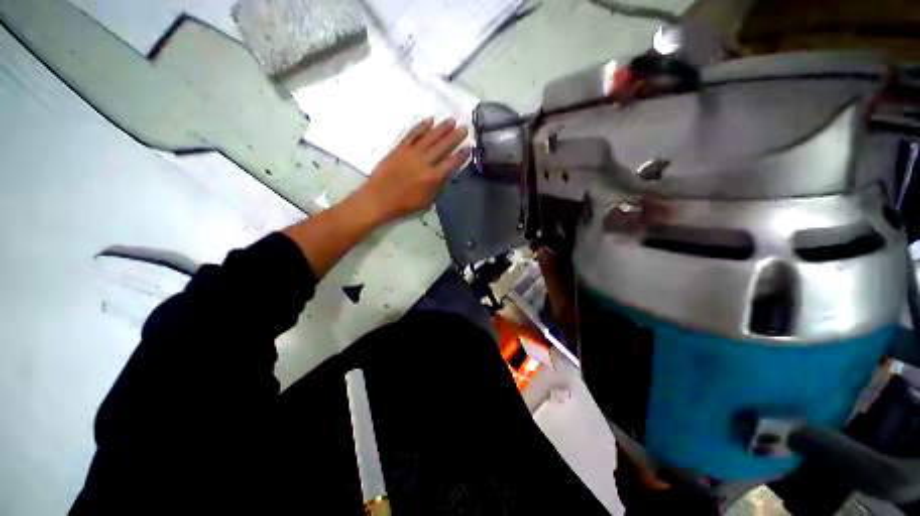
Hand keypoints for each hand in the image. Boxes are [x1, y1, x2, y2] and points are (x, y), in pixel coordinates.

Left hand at [359, 117, 470, 223]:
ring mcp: (411, 153)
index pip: (451, 163)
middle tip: (464, 128)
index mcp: (433, 177)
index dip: (462, 155)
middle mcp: (425, 162)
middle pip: (443, 146)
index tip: (469, 147)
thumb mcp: (427, 200)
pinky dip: (421, 127)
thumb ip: (438, 186)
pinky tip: (429, 120)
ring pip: (430, 137)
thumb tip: (446, 173)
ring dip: (442, 128)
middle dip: (455, 136)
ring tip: (451, 120)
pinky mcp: (400, 148)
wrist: (380, 198)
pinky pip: (412, 134)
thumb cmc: (405, 204)